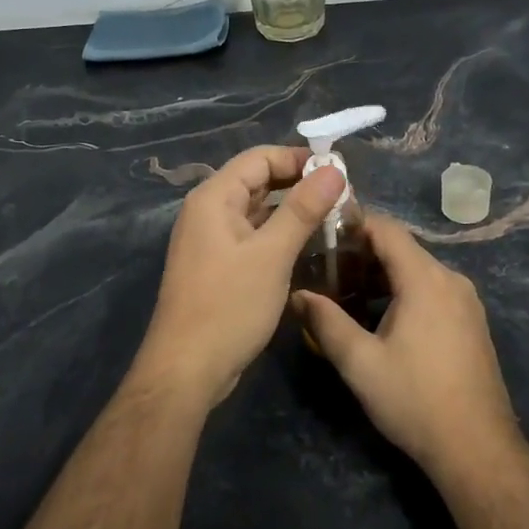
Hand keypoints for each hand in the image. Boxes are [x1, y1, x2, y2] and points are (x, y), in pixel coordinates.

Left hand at [137, 145, 345, 410]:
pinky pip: (252, 236)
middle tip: (343, 198)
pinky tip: (308, 246)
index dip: (299, 159)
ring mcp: (210, 240)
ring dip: (292, 211)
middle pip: (258, 182)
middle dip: (299, 185)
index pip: (259, 158)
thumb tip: (334, 170)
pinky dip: (278, 235)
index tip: (339, 172)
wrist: (186, 370)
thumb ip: (302, 209)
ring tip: (334, 218)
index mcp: (213, 198)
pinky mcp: (217, 265)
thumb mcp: (271, 255)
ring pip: (257, 211)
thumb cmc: (228, 306)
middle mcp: (208, 211)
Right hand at [291, 215, 519, 474]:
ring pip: (417, 270)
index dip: (353, 224)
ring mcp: (466, 301)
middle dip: (362, 253)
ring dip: (382, 275)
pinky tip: (380, 317)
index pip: (386, 229)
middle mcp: (450, 279)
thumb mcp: (359, 363)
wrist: (477, 449)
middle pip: (402, 248)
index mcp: (425, 279)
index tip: (321, 235)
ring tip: (346, 294)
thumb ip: (326, 322)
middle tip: (325, 270)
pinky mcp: (471, 322)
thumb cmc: (414, 400)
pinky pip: (432, 289)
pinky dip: (403, 291)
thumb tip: (299, 295)